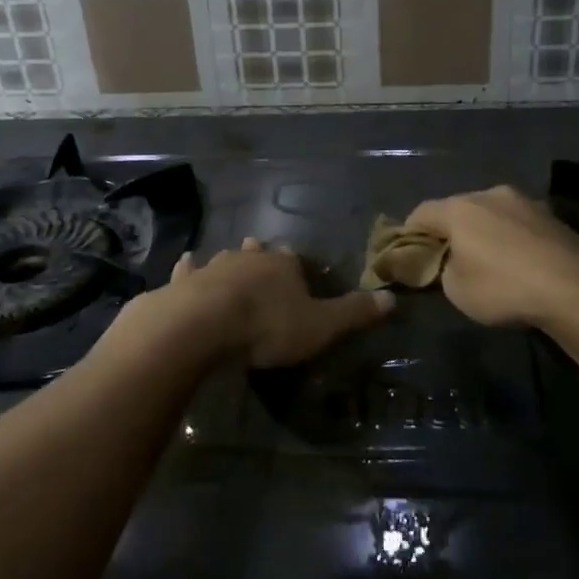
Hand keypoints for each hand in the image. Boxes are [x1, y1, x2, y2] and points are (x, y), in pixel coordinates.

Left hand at [159, 237, 394, 369]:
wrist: (203, 325)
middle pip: (259, 252)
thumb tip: (393, 299)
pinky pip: (189, 270)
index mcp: (284, 264)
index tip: (298, 277)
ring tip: (231, 267)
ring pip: (226, 258)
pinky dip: (190, 269)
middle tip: (264, 266)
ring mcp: (214, 266)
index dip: (297, 268)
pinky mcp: (185, 282)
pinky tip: (187, 264)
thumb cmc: (267, 325)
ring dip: (230, 263)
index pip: (295, 260)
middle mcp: (249, 257)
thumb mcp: (320, 326)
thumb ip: (354, 313)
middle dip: (262, 258)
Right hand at [404, 186, 578, 328]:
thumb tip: (448, 261)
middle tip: (449, 257)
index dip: (410, 232)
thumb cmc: (503, 287)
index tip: (409, 253)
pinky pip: (518, 223)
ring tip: (488, 259)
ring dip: (484, 231)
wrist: (574, 286)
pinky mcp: (552, 215)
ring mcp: (524, 201)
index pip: (421, 212)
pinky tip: (519, 261)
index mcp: (459, 208)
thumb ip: (442, 269)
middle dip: (450, 230)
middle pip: (458, 208)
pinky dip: (511, 237)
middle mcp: (489, 194)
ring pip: (491, 213)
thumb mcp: (456, 289)